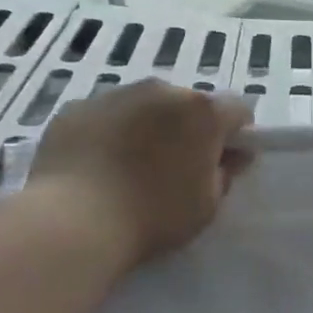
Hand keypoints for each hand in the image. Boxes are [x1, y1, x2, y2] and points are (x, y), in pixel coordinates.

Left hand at [25, 80, 252, 267]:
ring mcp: (114, 95)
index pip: (237, 111)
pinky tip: (98, 167)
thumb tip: (230, 156)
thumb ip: (225, 173)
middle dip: (189, 129)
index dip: (236, 136)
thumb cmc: (154, 215)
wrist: (74, 221)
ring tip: (131, 169)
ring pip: (145, 106)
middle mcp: (161, 91)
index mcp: (201, 112)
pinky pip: (106, 116)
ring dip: (149, 127)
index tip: (224, 163)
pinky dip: (110, 133)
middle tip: (176, 169)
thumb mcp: (207, 205)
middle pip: (188, 104)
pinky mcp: (76, 107)